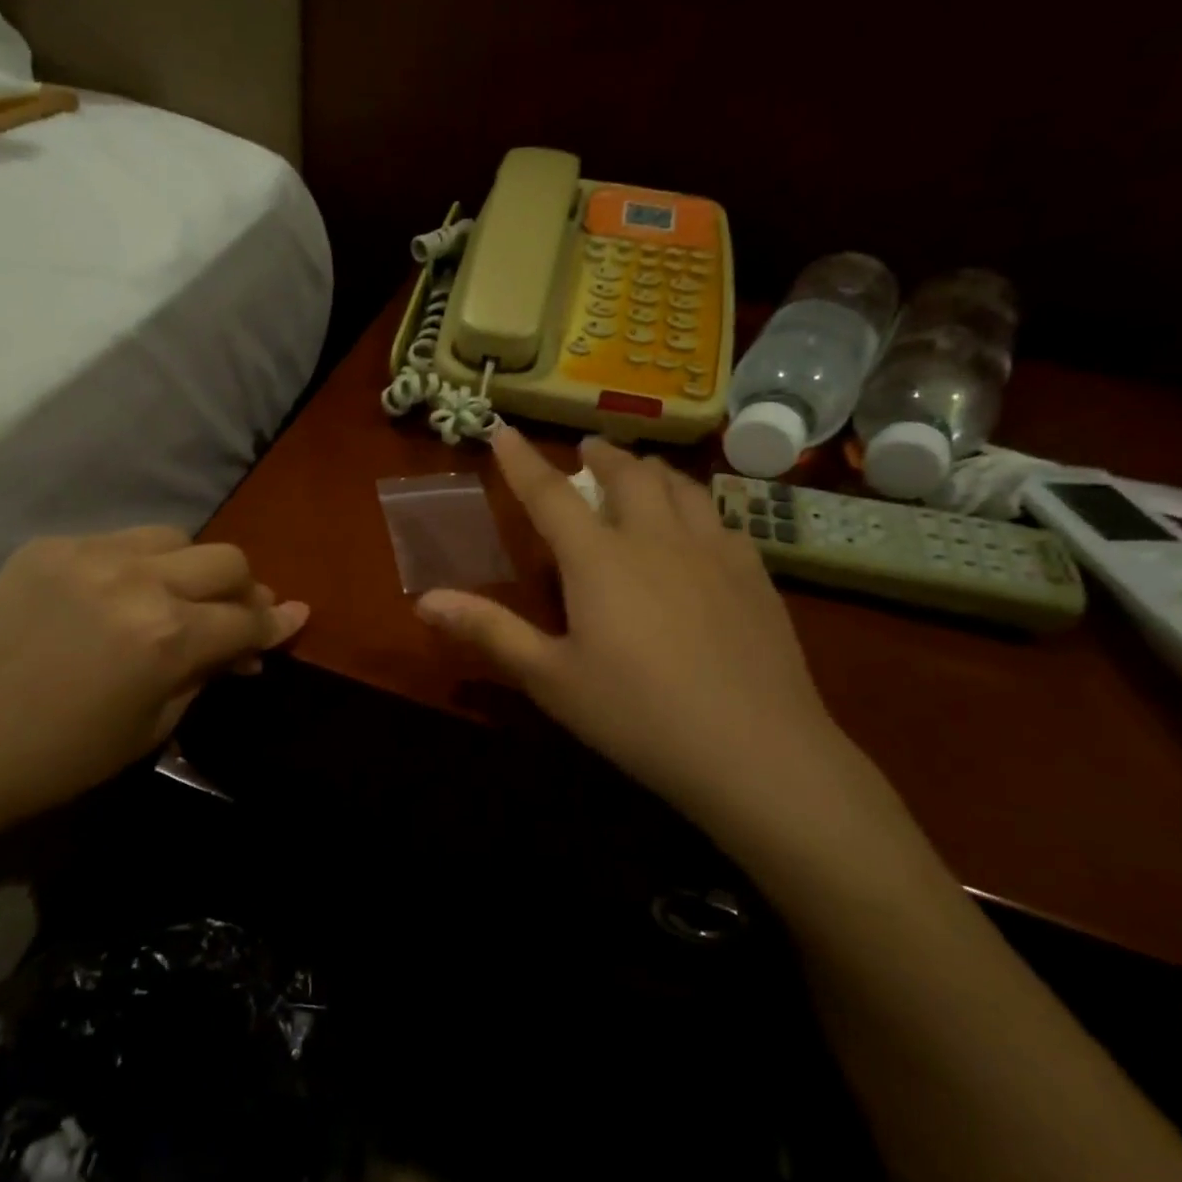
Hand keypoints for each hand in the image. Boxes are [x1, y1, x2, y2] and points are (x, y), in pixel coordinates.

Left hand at [0, 527, 306, 830]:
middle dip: (243, 589)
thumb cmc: (67, 754)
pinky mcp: (52, 546)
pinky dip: (137, 565)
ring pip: (176, 537)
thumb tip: (251, 646)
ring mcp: (91, 555)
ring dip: (191, 567)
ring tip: (178, 596)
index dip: (276, 623)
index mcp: (167, 637)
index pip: (246, 618)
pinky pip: (119, 541)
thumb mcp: (156, 724)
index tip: (295, 616)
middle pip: (225, 560)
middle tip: (236, 614)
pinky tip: (119, 595)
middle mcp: (139, 582)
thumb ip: (209, 672)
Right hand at [415, 430, 872, 853]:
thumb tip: (424, 599)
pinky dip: (697, 507)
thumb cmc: (637, 715)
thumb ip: (489, 631)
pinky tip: (700, 528)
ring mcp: (713, 552)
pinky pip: (722, 518)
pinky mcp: (755, 575)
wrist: (757, 751)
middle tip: (588, 450)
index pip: (550, 494)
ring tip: (641, 472)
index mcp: (599, 560)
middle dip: (601, 455)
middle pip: (627, 475)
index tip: (503, 430)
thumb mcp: (550, 679)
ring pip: (680, 486)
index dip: (522, 460)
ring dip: (652, 471)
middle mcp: (655, 539)